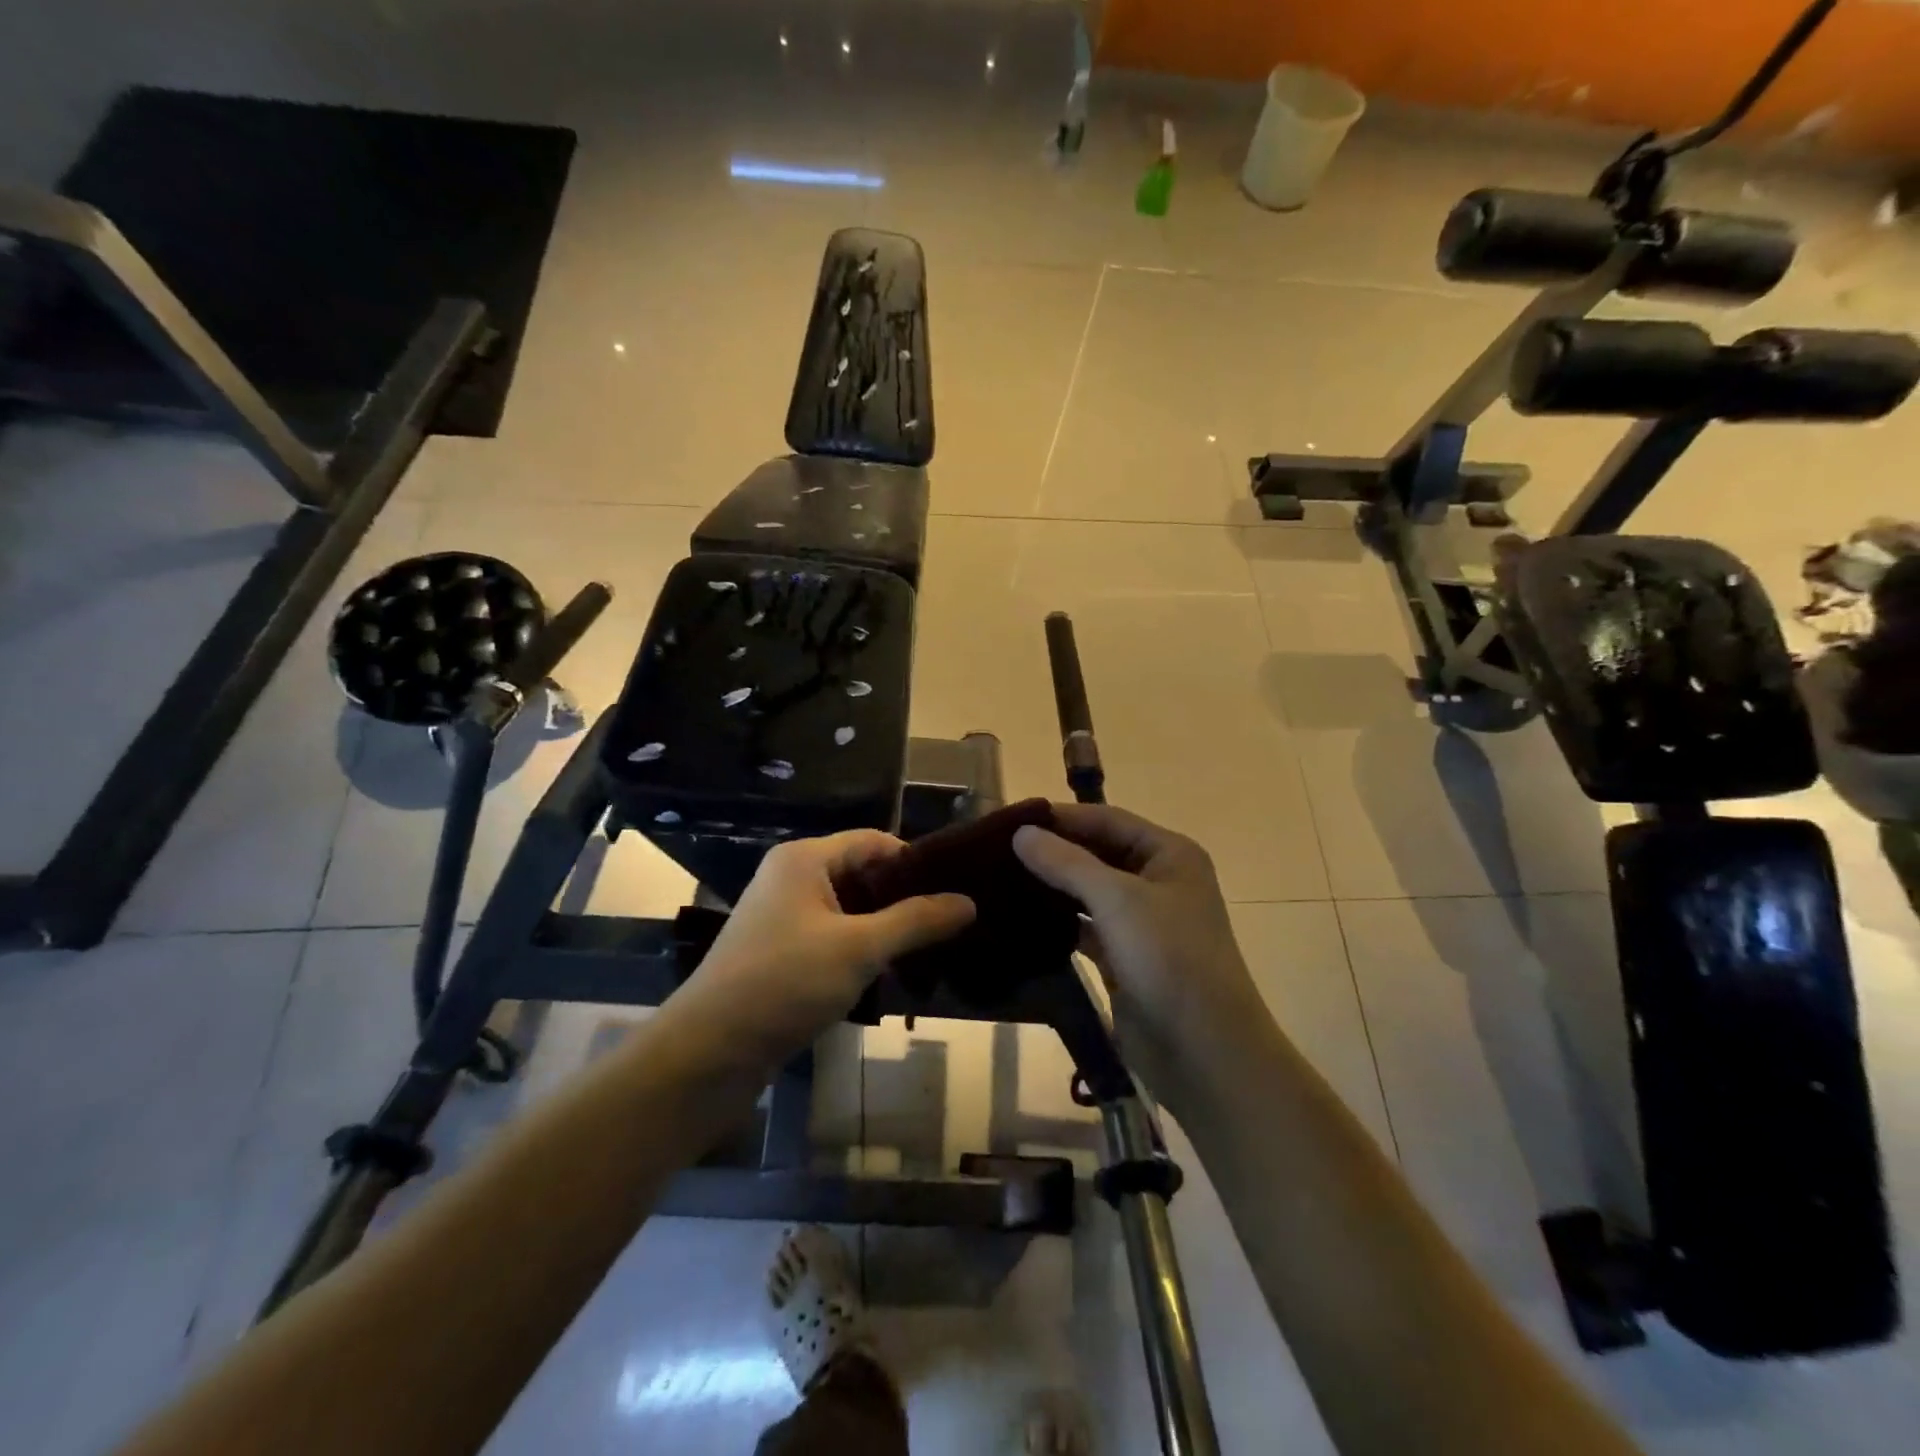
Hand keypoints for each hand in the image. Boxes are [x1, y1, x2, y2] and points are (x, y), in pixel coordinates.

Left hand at [674, 831, 975, 1068]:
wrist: (708, 1053)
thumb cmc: (785, 983)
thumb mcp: (859, 948)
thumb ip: (916, 921)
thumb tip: (969, 901)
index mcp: (805, 859)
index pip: (874, 841)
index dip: (915, 862)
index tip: (956, 889)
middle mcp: (792, 878)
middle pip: (862, 874)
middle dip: (904, 899)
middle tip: (951, 924)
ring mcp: (783, 918)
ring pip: (850, 911)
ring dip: (886, 930)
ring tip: (930, 952)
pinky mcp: (781, 954)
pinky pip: (833, 939)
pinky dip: (862, 952)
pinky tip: (890, 977)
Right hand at [1014, 804, 1263, 1110]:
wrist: (1204, 1051)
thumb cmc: (1169, 958)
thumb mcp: (1118, 900)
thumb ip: (1067, 862)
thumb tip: (1021, 833)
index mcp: (1170, 854)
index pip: (1107, 819)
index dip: (1061, 816)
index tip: (1011, 818)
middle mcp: (1158, 880)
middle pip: (1097, 852)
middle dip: (1053, 850)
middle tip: (997, 849)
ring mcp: (1142, 921)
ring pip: (1089, 891)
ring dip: (1052, 885)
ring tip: (999, 878)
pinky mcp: (1124, 956)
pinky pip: (1085, 928)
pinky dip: (1057, 922)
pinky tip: (1020, 918)